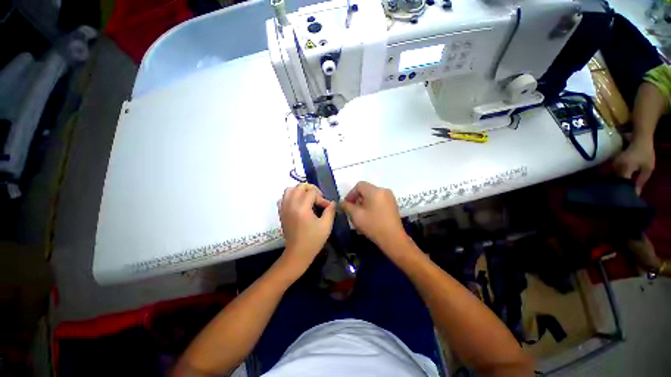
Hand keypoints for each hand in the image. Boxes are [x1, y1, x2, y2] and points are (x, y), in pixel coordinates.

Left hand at [278, 183, 335, 276]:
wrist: (297, 253)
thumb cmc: (313, 240)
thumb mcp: (326, 225)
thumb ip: (330, 210)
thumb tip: (332, 202)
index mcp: (302, 208)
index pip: (312, 192)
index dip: (321, 197)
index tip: (326, 206)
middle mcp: (291, 205)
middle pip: (300, 186)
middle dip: (311, 190)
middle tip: (318, 198)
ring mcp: (284, 208)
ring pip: (290, 190)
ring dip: (300, 191)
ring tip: (307, 198)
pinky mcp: (281, 212)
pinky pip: (283, 198)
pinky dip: (291, 196)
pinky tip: (298, 204)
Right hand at [341, 181, 406, 249]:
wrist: (393, 239)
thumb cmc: (373, 225)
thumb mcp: (356, 215)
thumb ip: (347, 206)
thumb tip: (342, 202)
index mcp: (375, 191)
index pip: (359, 185)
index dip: (351, 194)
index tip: (347, 205)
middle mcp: (384, 190)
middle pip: (366, 190)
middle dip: (357, 199)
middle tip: (352, 210)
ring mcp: (390, 197)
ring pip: (372, 195)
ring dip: (364, 202)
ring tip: (360, 214)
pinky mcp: (392, 204)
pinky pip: (378, 200)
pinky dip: (371, 205)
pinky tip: (369, 216)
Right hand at [613, 140, 654, 194]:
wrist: (640, 139)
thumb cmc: (645, 153)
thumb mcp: (648, 169)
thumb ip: (641, 181)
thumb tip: (636, 193)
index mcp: (625, 169)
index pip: (623, 183)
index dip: (626, 190)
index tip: (630, 194)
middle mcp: (616, 167)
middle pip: (617, 180)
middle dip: (622, 185)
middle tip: (629, 190)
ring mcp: (614, 164)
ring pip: (615, 176)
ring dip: (620, 180)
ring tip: (626, 184)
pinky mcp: (614, 162)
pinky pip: (615, 172)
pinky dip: (619, 175)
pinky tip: (624, 176)